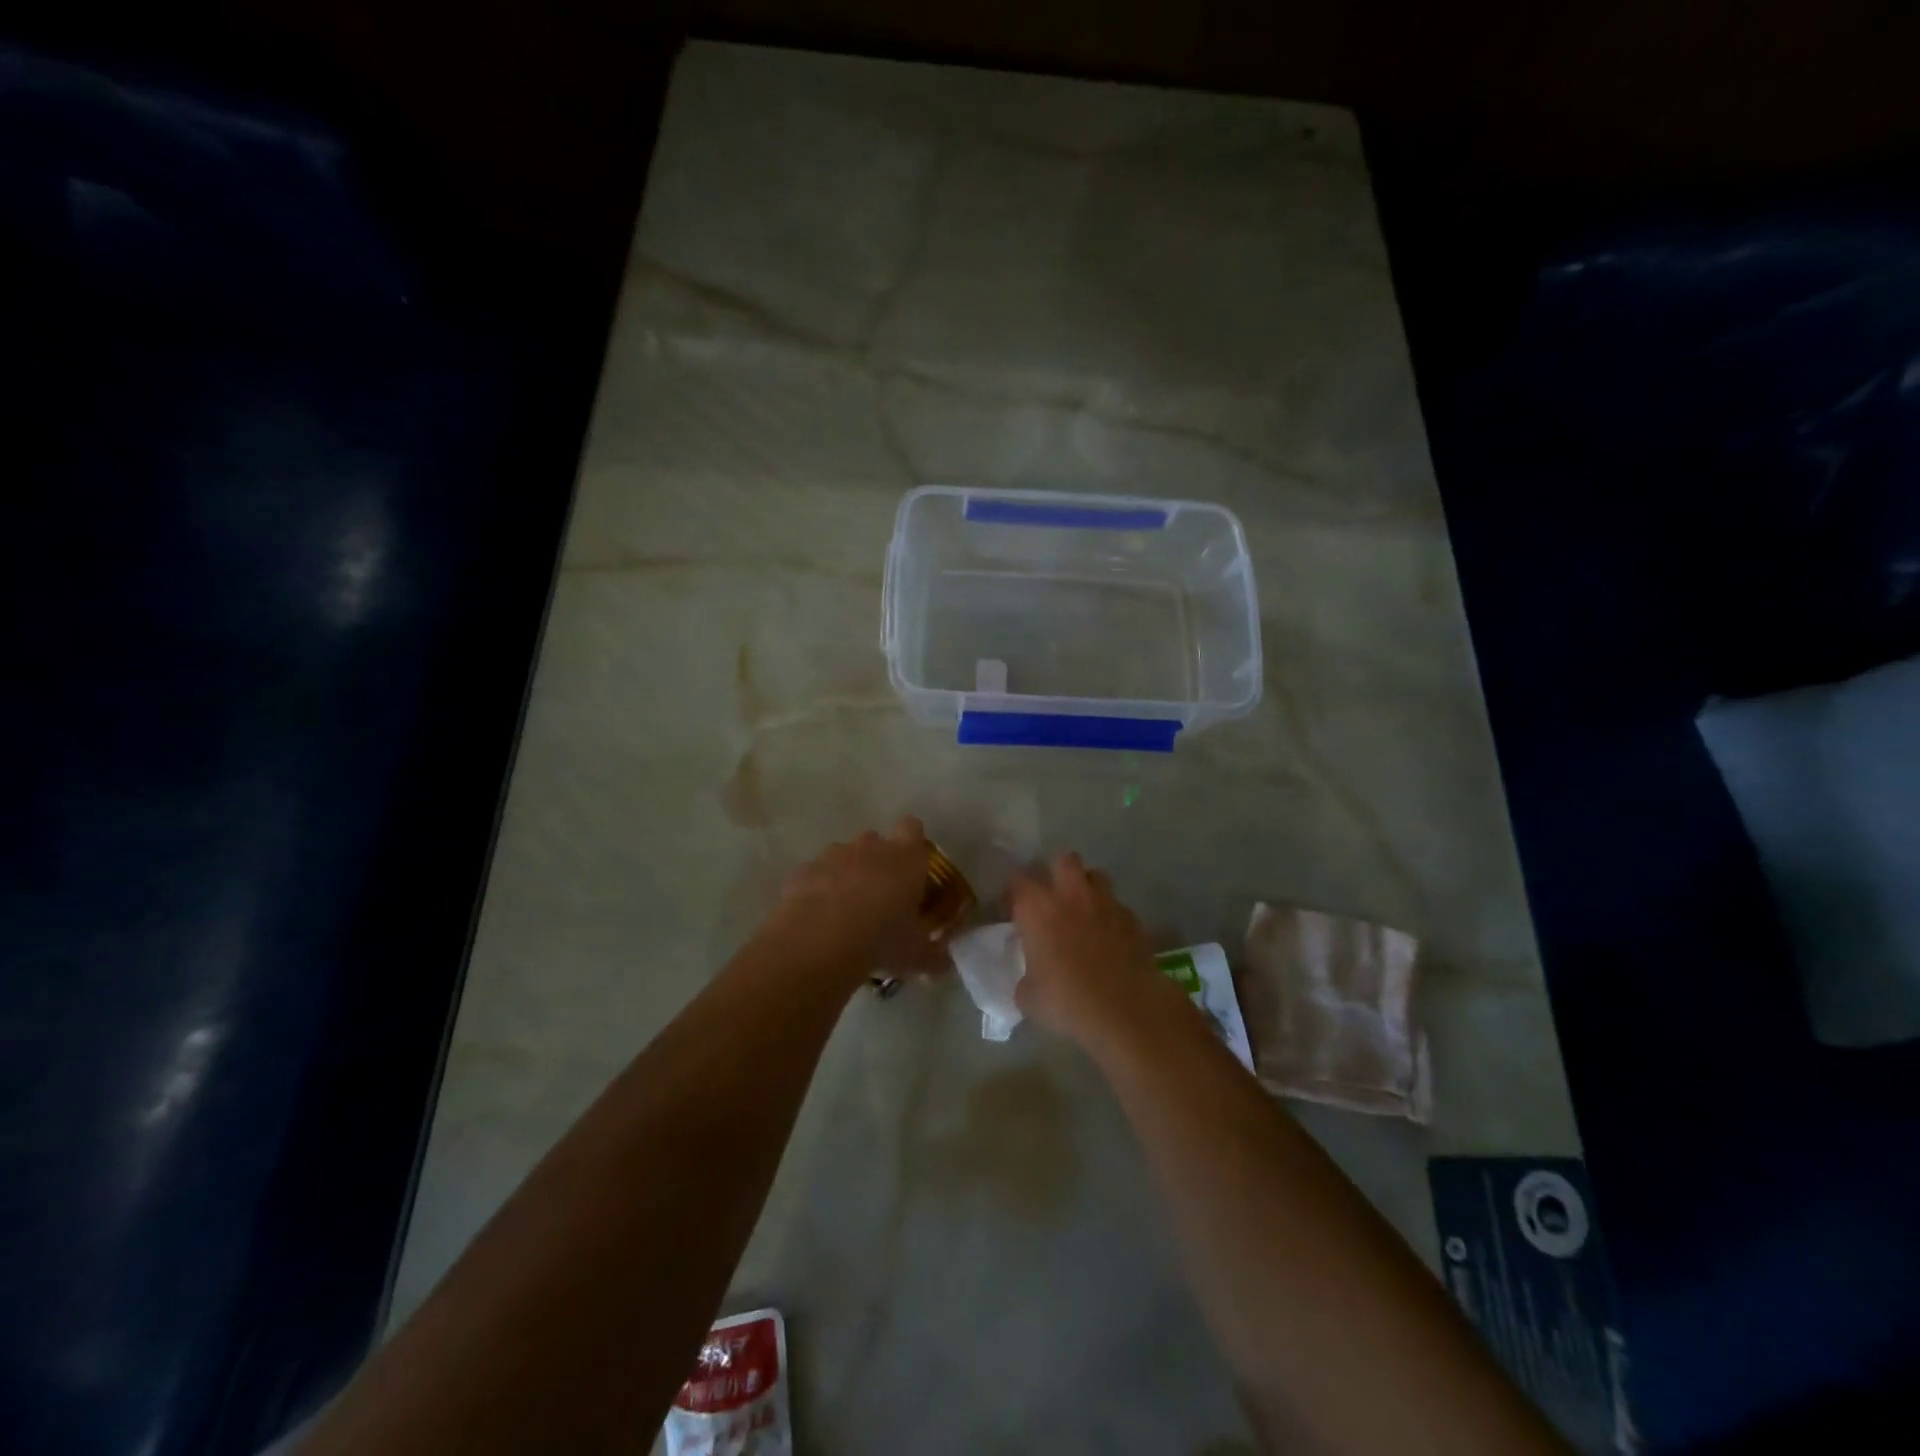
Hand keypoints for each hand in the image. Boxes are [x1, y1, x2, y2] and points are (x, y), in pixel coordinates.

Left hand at [765, 817, 939, 978]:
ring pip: (842, 856)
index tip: (911, 867)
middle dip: (877, 862)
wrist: (819, 940)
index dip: (912, 843)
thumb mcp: (916, 955)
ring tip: (844, 913)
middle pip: (875, 841)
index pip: (912, 828)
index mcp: (905, 858)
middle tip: (879, 897)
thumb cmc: (881, 939)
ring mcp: (832, 856)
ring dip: (845, 876)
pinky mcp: (802, 871)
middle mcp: (870, 847)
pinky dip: (816, 891)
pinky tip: (816, 920)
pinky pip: (814, 875)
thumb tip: (944, 963)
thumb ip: (933, 955)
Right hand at [1010, 852, 1185, 1052]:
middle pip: (1063, 860)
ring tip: (1083, 912)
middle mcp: (1071, 895)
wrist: (1125, 1011)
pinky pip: (1117, 906)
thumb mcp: (1028, 997)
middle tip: (1052, 899)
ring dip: (1087, 888)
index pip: (1017, 881)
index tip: (1012, 911)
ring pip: (1095, 875)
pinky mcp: (1132, 919)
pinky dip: (1110, 915)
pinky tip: (1109, 938)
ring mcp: (1106, 903)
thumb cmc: (1066, 1001)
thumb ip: (1025, 976)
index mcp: (1038, 908)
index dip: (1013, 893)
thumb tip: (1031, 976)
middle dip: (1056, 872)